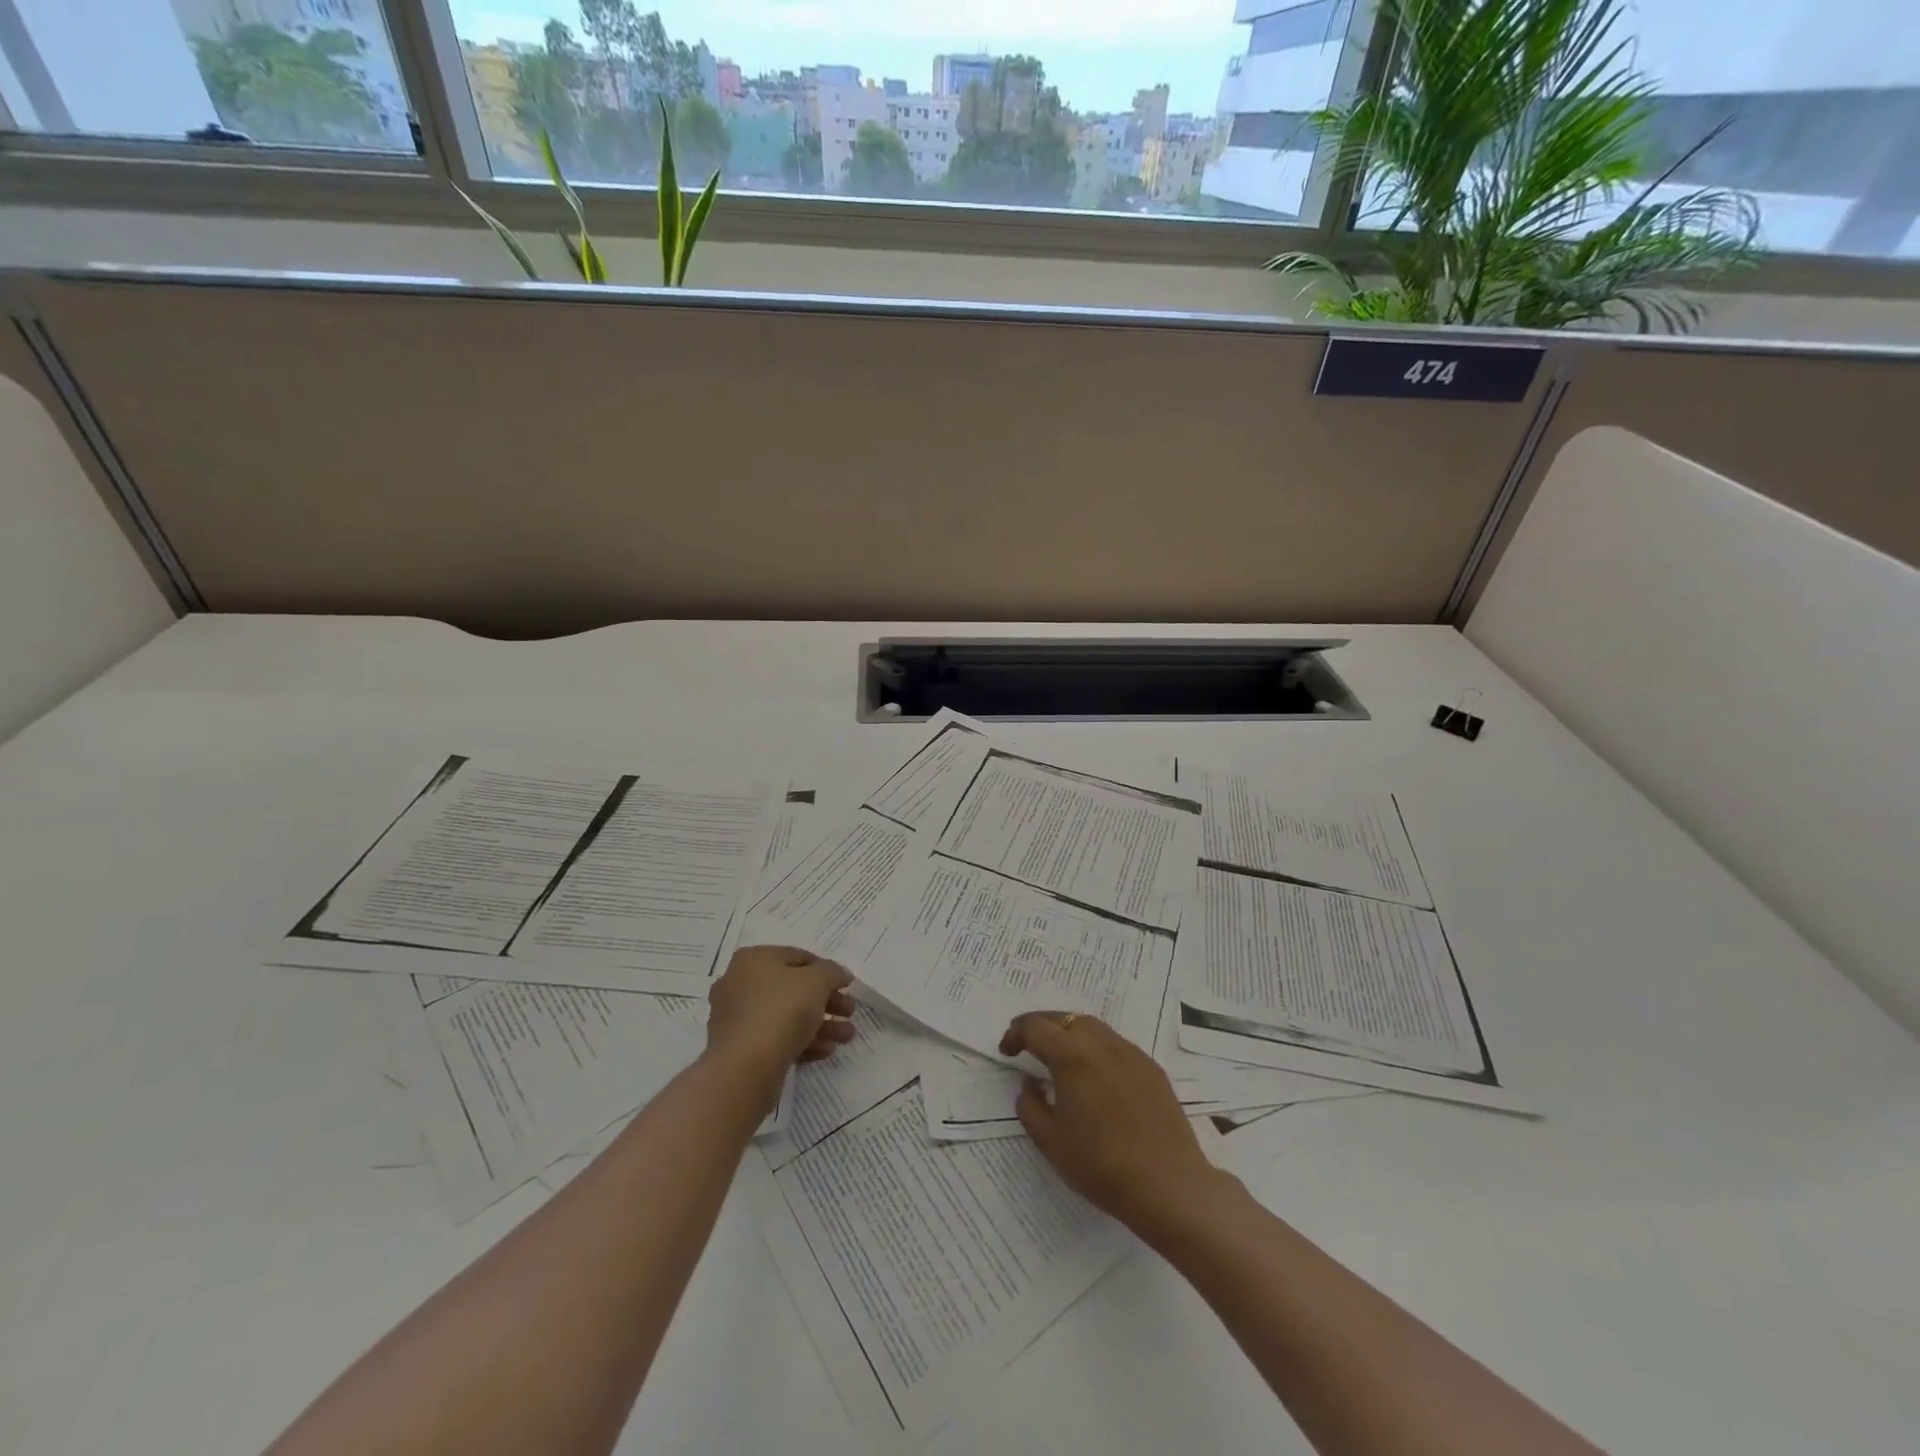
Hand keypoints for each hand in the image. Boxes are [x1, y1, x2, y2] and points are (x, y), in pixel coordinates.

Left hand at [706, 945, 855, 1079]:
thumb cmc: (782, 1010)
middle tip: (850, 1012)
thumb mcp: (817, 981)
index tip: (847, 986)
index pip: (798, 957)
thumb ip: (832, 972)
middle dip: (827, 1002)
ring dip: (821, 1024)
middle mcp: (740, 984)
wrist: (745, 1068)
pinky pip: (776, 1039)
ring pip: (787, 1016)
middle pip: (794, 989)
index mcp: (754, 960)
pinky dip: (802, 1042)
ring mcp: (737, 1018)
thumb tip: (839, 975)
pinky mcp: (739, 1049)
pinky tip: (825, 1051)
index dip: (826, 970)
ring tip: (846, 1037)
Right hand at [1000, 1012, 1225, 1233]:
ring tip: (1059, 1055)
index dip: (1016, 1033)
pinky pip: (1116, 1044)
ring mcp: (1131, 1053)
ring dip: (1069, 1032)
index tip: (1007, 1051)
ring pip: (1092, 1027)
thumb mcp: (1050, 1141)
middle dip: (1042, 1026)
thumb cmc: (1101, 1165)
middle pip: (1065, 1018)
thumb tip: (1029, 1082)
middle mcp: (1102, 1044)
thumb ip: (1030, 1105)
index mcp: (1072, 1056)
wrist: (1168, 1185)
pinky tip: (1095, 1074)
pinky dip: (1096, 1048)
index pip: (1036, 1027)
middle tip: (1027, 1044)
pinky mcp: (1151, 1068)